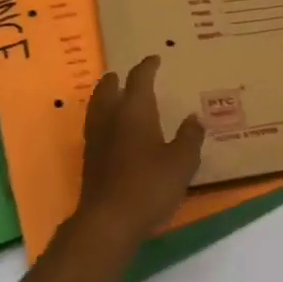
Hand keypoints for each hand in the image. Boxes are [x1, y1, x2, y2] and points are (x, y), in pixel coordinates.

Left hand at [75, 56, 204, 248]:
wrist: (108, 222)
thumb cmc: (148, 185)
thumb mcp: (182, 162)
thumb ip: (189, 137)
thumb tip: (193, 118)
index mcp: (134, 110)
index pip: (139, 78)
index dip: (147, 66)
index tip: (155, 59)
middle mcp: (111, 117)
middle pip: (108, 88)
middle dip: (117, 78)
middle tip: (127, 76)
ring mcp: (96, 139)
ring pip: (97, 106)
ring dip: (106, 97)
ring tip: (117, 98)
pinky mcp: (89, 160)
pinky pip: (95, 126)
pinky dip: (104, 119)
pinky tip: (114, 131)